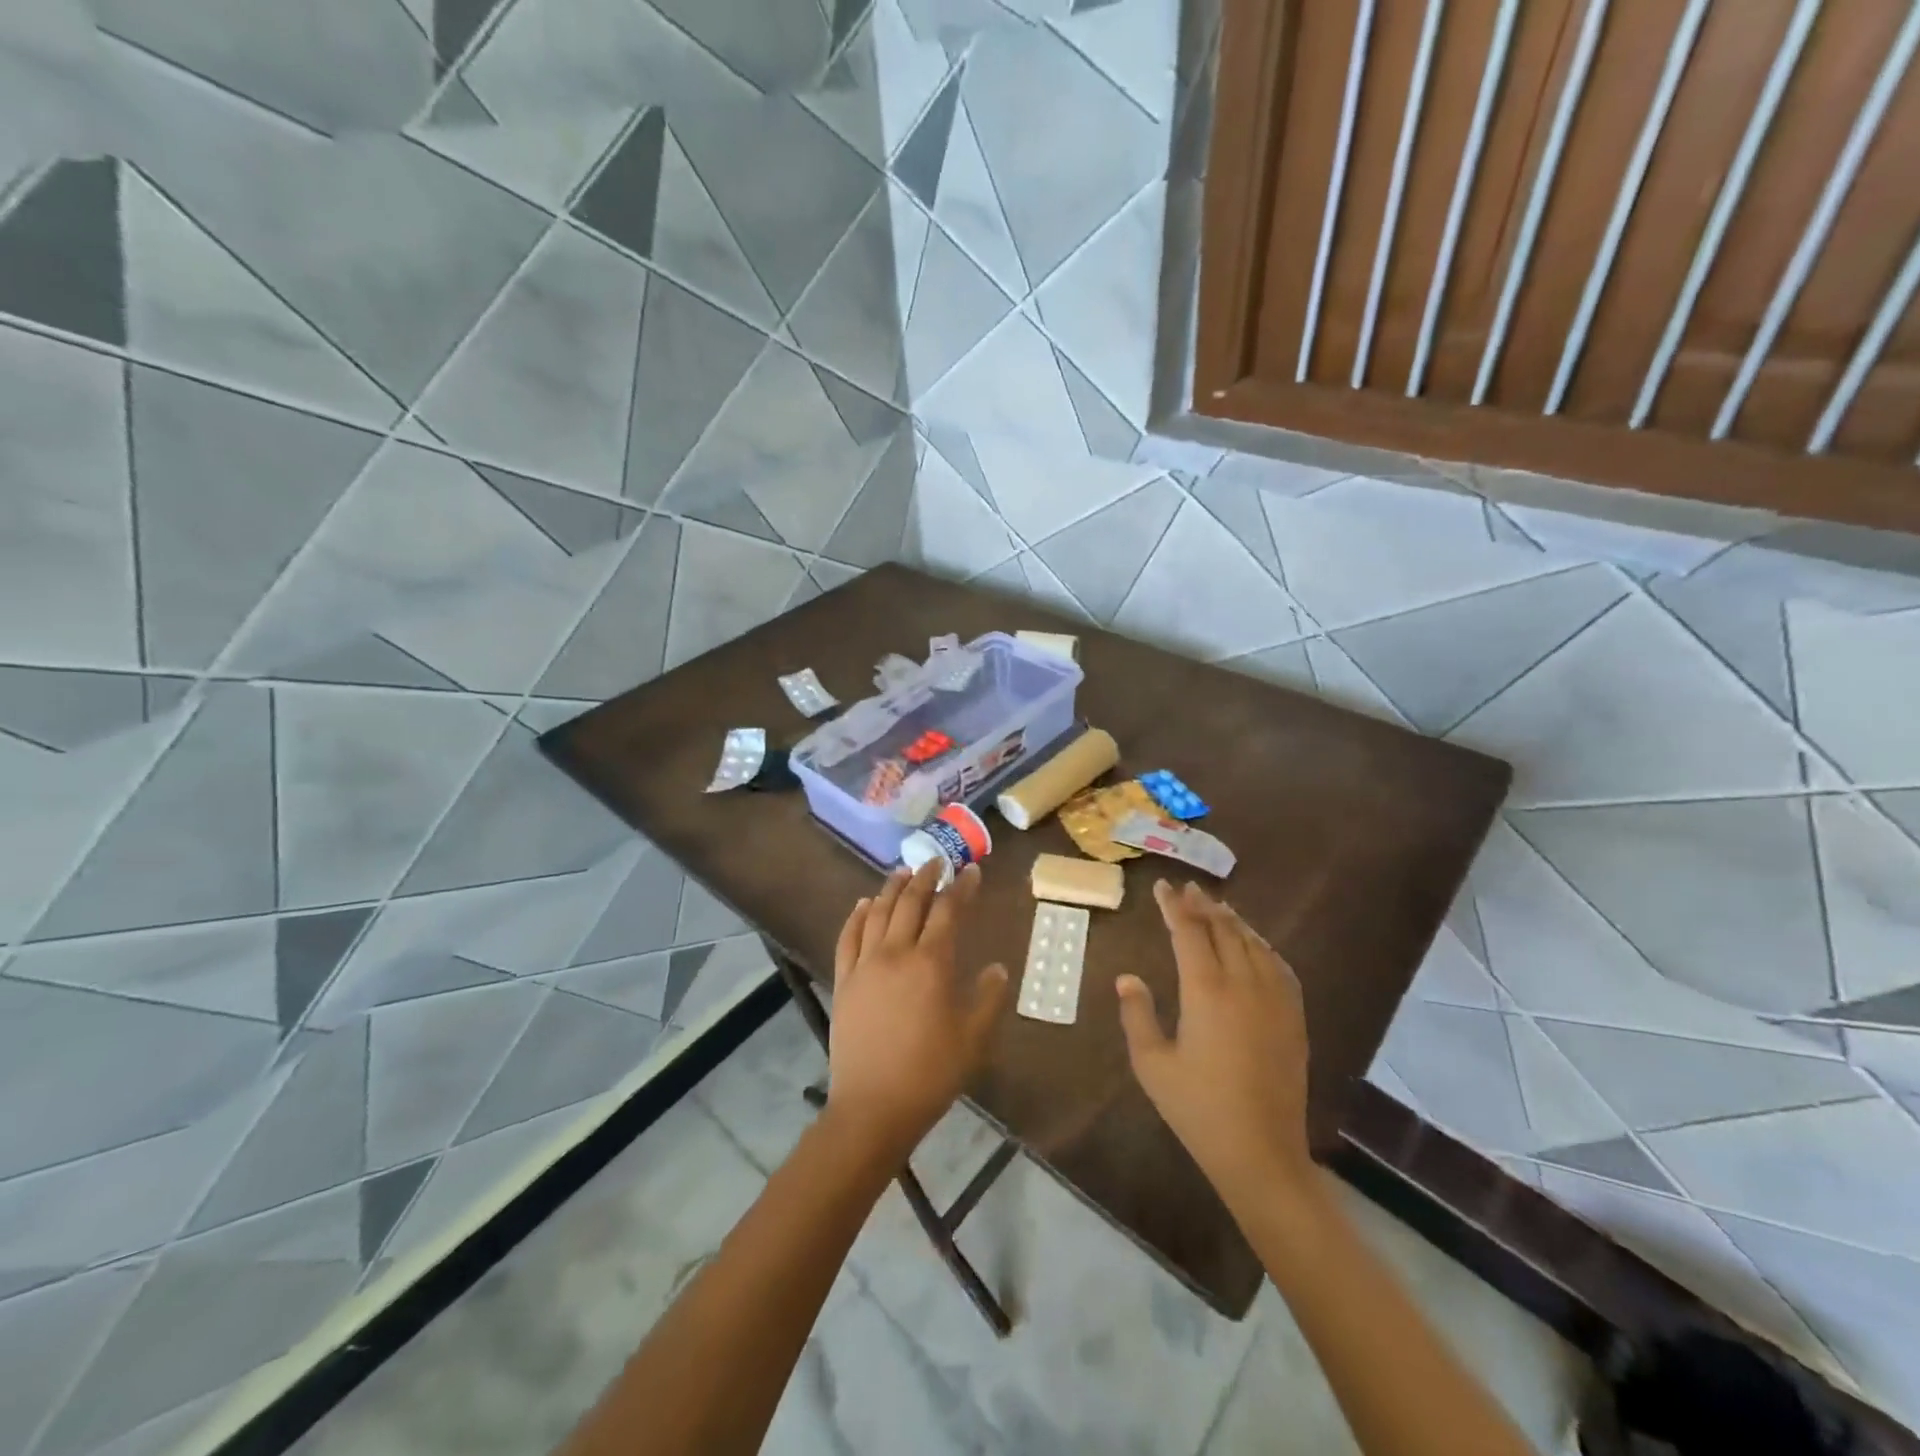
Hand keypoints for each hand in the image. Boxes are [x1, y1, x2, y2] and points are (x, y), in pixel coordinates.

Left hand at [824, 860, 1008, 1163]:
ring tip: (903, 872)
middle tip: (937, 862)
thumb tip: (998, 968)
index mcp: (931, 963)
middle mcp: (896, 953)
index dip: (961, 888)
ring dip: (892, 888)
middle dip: (926, 878)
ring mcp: (865, 965)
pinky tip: (864, 904)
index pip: (948, 911)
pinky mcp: (844, 981)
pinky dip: (857, 915)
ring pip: (878, 913)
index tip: (971, 871)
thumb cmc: (930, 1073)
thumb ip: (988, 998)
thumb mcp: (974, 1038)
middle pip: (910, 903)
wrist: (873, 1107)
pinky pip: (848, 937)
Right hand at [1117, 881, 1314, 1210]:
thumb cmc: (1197, 1108)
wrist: (1261, 1152)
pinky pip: (1279, 966)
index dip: (1174, 906)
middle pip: (1223, 929)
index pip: (1188, 932)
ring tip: (1217, 907)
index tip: (1162, 887)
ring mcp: (1274, 1000)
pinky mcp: (1293, 1018)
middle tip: (1187, 889)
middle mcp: (1244, 984)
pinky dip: (1262, 946)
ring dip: (1233, 921)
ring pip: (1253, 943)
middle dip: (1203, 905)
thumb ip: (1137, 1014)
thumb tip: (1128, 978)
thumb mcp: (1151, 1063)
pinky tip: (1255, 945)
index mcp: (1206, 991)